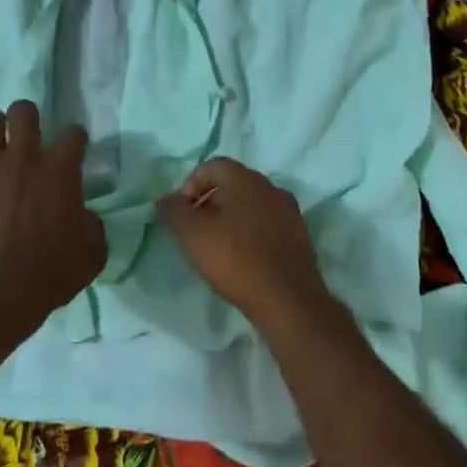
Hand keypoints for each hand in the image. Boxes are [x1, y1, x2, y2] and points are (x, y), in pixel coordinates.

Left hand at [0, 101, 106, 311]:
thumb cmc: (52, 270)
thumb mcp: (92, 252)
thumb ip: (92, 226)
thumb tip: (85, 217)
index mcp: (61, 170)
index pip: (73, 134)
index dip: (74, 139)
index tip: (72, 149)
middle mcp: (24, 157)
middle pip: (24, 111)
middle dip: (25, 117)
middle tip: (25, 134)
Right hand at [157, 158, 331, 326]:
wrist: (288, 300)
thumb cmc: (235, 259)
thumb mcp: (192, 234)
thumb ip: (174, 210)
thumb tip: (166, 198)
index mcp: (247, 179)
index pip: (213, 166)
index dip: (191, 185)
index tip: (183, 214)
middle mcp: (271, 188)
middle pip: (233, 185)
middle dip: (210, 203)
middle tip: (196, 231)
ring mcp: (290, 213)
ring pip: (251, 206)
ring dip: (231, 220)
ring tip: (218, 248)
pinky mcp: (299, 237)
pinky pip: (267, 226)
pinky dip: (251, 235)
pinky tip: (242, 260)